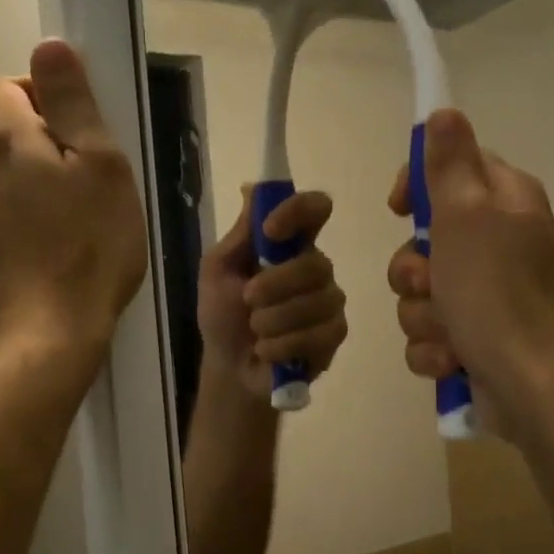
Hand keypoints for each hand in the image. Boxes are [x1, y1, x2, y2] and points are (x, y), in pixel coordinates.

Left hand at [0, 40, 146, 357]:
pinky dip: (25, 223)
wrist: (46, 336)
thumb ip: (73, 104)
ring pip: (3, 180)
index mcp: (4, 139)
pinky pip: (0, 219)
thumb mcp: (101, 167)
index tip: (82, 133)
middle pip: (5, 135)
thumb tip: (48, 44)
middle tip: (90, 184)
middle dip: (43, 146)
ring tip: (76, 224)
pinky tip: (54, 254)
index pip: (7, 86)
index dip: (44, 97)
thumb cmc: (88, 247)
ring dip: (34, 187)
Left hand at [199, 189, 347, 398]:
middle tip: (247, 300)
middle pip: (315, 262)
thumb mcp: (218, 270)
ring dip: (273, 320)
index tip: (270, 230)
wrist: (230, 367)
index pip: (315, 209)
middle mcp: (316, 267)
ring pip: (317, 302)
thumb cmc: (223, 314)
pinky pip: (318, 334)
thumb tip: (252, 187)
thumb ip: (241, 234)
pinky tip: (268, 351)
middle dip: (275, 285)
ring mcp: (329, 301)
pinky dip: (283, 345)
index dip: (298, 211)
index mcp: (290, 244)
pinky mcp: (334, 334)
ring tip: (256, 332)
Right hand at [387, 109, 553, 442]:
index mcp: (503, 203)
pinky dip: (434, 350)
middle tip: (431, 283)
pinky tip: (453, 362)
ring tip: (450, 334)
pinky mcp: (473, 340)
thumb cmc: (499, 295)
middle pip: (424, 240)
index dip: (417, 187)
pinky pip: (428, 335)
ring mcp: (486, 296)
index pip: (451, 169)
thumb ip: (450, 164)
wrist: (535, 389)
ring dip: (422, 316)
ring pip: (420, 293)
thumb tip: (444, 111)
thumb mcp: (468, 216)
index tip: (398, 209)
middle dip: (413, 271)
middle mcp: (497, 244)